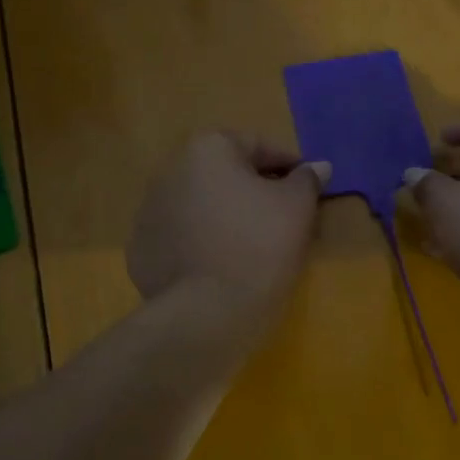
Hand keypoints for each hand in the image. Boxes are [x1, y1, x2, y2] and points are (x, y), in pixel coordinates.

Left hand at [127, 131, 329, 326]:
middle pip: (224, 173)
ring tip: (252, 243)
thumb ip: (307, 180)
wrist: (207, 313)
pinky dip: (201, 243)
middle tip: (283, 215)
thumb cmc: (259, 246)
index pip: (257, 145)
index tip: (308, 187)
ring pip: (200, 205)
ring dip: (225, 214)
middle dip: (253, 188)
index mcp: (206, 149)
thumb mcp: (296, 208)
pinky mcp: (141, 250)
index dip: (288, 165)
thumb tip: (318, 166)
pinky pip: (182, 237)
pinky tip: (221, 265)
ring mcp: (149, 211)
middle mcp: (169, 171)